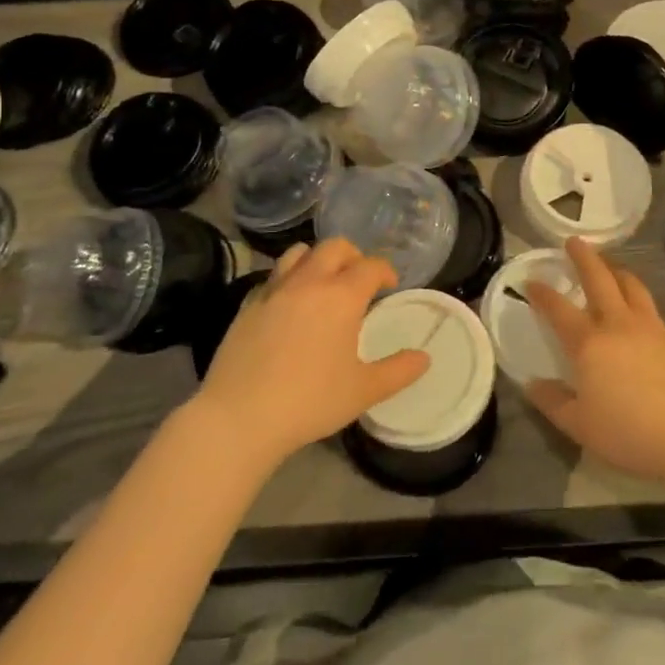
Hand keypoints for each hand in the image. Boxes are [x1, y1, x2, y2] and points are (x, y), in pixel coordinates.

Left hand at [197, 240, 427, 470]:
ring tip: (323, 285)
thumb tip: (424, 358)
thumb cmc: (310, 401)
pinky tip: (290, 307)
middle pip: (334, 247)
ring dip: (317, 260)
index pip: (371, 266)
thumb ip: (398, 371)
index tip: (390, 287)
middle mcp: (308, 282)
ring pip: (298, 253)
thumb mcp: (363, 391)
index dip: (385, 272)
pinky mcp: (248, 305)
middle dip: (353, 256)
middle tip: (359, 281)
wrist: (239, 417)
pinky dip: (288, 280)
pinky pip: (273, 277)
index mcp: (341, 296)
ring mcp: (274, 290)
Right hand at [524, 239, 664, 486]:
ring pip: (634, 288)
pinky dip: (649, 313)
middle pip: (599, 279)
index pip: (558, 309)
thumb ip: (552, 402)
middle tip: (575, 241)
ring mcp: (654, 329)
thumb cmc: (628, 432)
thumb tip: (532, 384)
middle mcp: (619, 325)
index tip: (531, 280)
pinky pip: (660, 318)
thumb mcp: (579, 425)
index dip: (542, 293)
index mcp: (589, 343)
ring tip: (612, 267)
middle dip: (584, 258)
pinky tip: (650, 324)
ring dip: (619, 272)